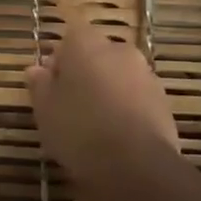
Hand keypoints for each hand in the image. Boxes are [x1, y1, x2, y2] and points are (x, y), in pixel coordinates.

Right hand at [26, 17, 179, 194]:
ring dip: (105, 89)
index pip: (70, 34)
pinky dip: (124, 106)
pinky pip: (135, 95)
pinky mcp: (163, 101)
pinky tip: (114, 133)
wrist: (137, 166)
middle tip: (68, 101)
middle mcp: (119, 50)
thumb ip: (39, 84)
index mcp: (86, 44)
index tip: (50, 80)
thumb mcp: (44, 109)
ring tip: (92, 121)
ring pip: (117, 75)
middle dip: (83, 71)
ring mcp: (146, 75)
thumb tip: (37, 69)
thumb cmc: (79, 129)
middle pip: (96, 54)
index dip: (60, 56)